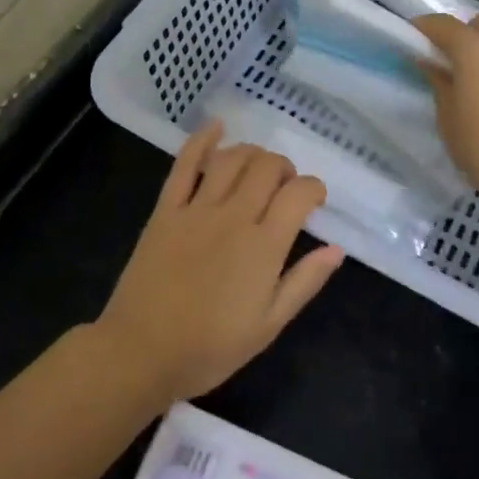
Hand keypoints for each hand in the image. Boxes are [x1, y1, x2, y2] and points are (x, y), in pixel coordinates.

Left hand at [94, 123, 344, 404]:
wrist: (141, 352)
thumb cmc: (210, 347)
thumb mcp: (269, 325)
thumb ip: (305, 282)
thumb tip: (337, 249)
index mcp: (264, 246)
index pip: (299, 194)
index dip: (314, 189)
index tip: (314, 203)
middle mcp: (234, 216)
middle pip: (267, 167)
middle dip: (285, 169)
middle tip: (284, 189)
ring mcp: (197, 208)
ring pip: (232, 158)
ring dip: (253, 153)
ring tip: (258, 168)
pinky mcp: (166, 209)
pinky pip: (185, 164)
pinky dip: (202, 140)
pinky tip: (216, 126)